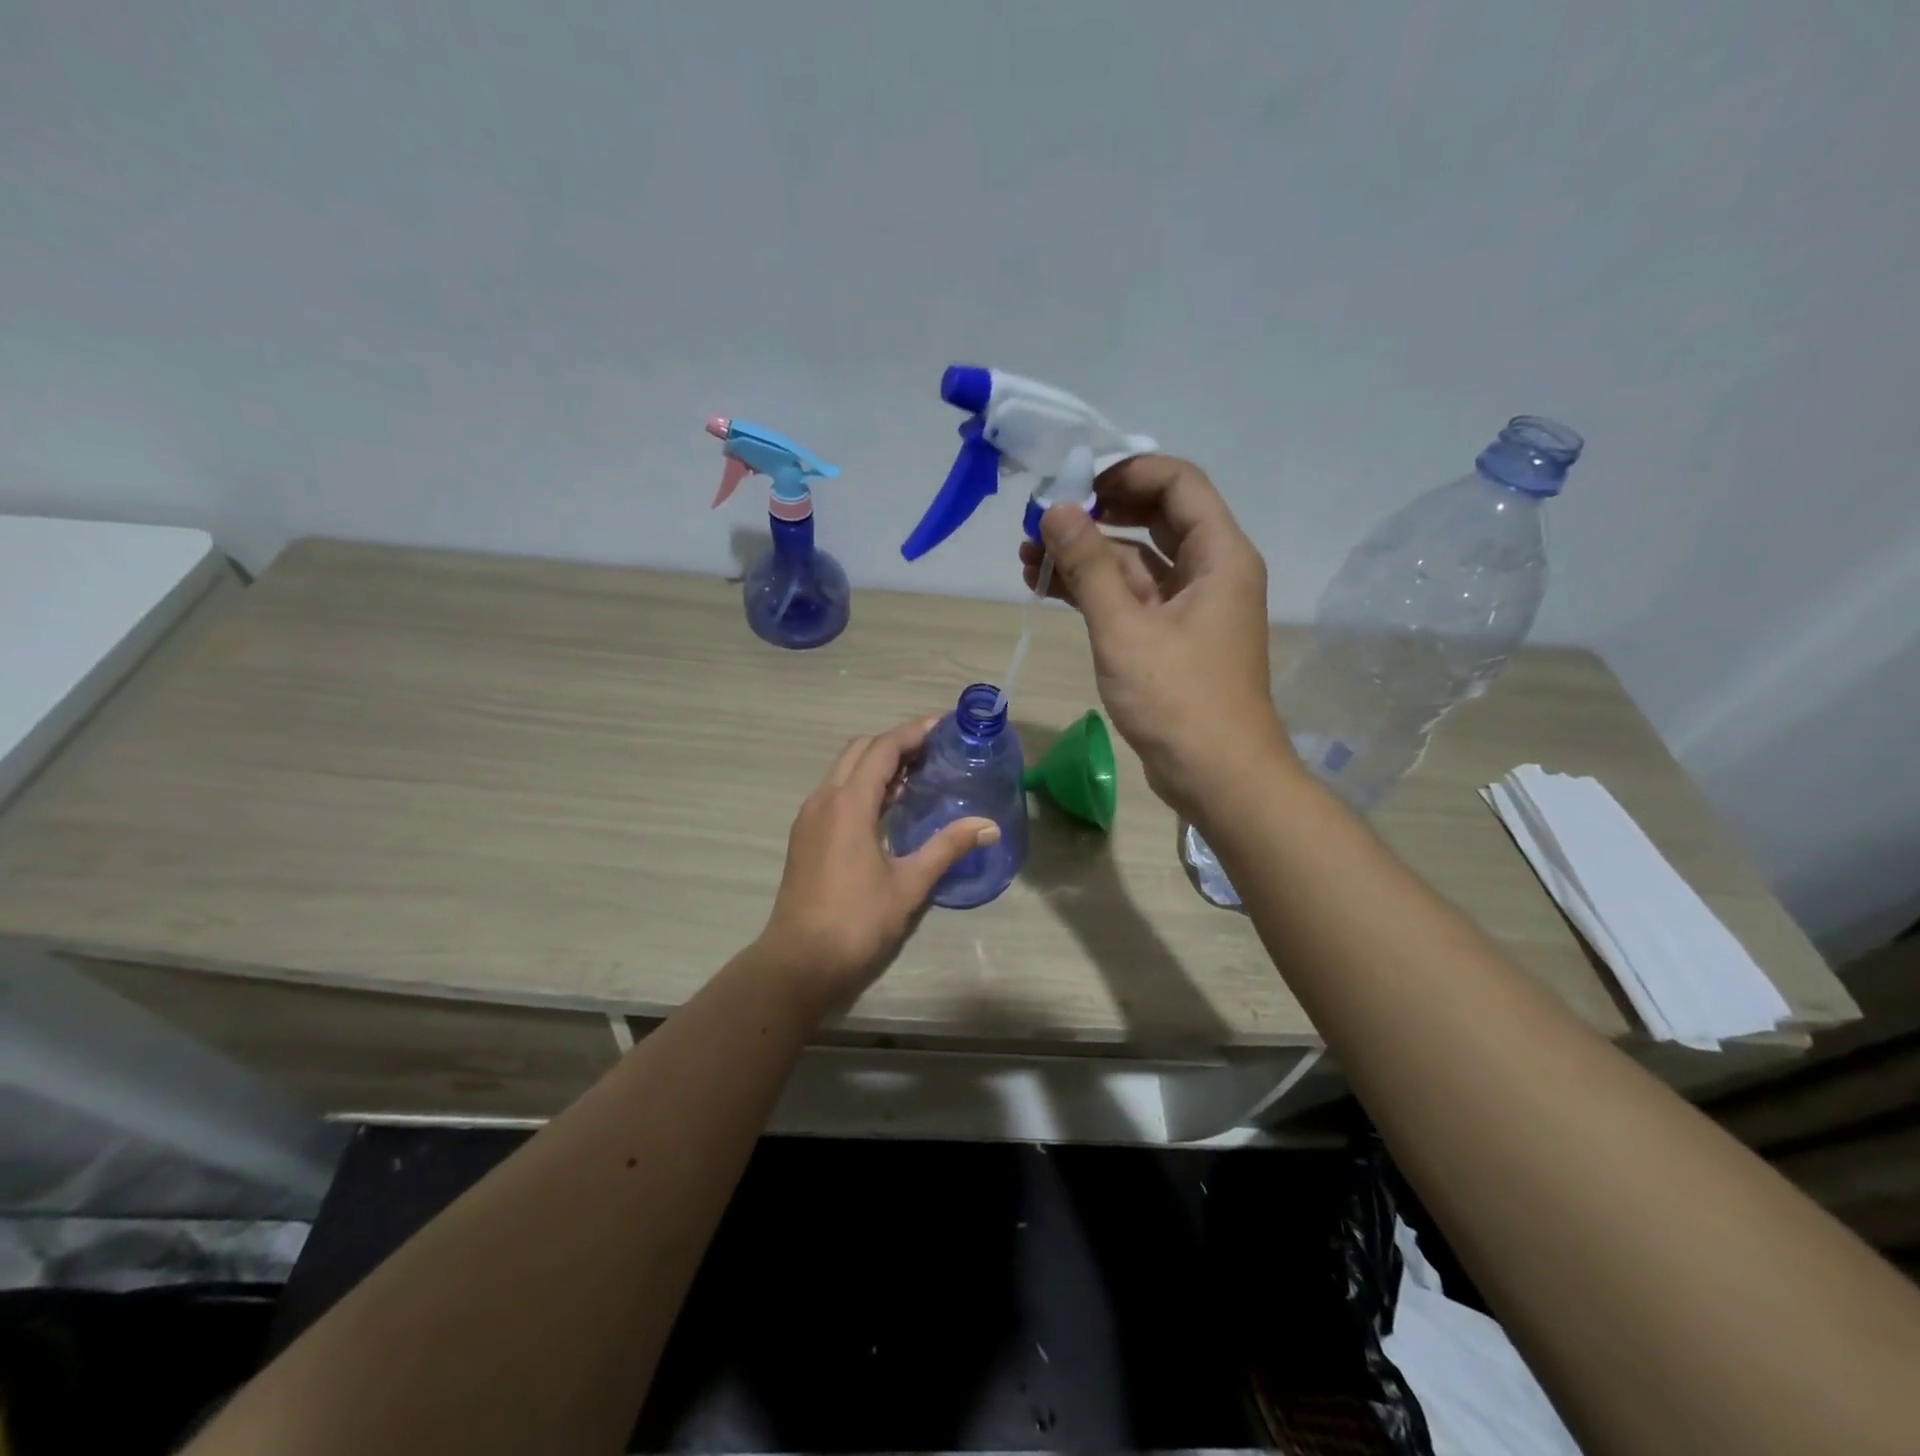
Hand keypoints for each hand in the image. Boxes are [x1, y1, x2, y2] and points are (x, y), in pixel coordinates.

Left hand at [757, 718, 998, 1012]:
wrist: (799, 962)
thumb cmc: (856, 922)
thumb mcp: (909, 884)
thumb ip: (948, 847)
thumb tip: (989, 826)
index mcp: (848, 803)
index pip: (883, 749)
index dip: (914, 732)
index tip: (944, 725)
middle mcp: (824, 799)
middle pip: (860, 750)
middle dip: (896, 742)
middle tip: (934, 750)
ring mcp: (810, 817)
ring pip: (844, 770)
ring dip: (877, 763)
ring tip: (918, 773)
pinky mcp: (805, 835)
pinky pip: (836, 792)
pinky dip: (863, 784)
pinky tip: (889, 806)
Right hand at [1019, 455, 1293, 817]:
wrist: (1217, 776)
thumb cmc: (1178, 699)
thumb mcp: (1125, 628)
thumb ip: (1089, 565)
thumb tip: (1054, 510)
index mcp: (1219, 555)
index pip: (1177, 483)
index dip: (1126, 471)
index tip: (1073, 481)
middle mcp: (1210, 571)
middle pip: (1154, 518)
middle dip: (1096, 513)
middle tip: (1043, 518)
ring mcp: (1190, 607)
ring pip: (1135, 562)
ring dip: (1086, 556)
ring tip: (1027, 556)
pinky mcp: (1170, 638)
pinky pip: (1131, 598)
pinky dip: (1094, 591)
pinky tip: (1048, 588)